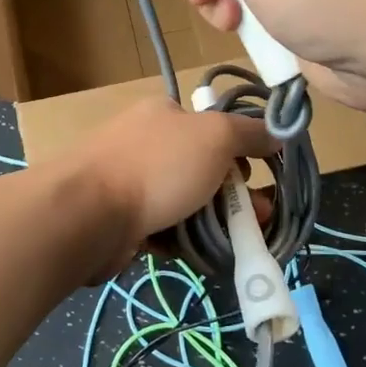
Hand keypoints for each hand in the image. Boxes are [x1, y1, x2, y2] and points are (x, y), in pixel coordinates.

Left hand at [66, 96, 271, 261]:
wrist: (87, 214)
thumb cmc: (157, 167)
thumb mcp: (215, 137)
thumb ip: (249, 132)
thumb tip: (278, 130)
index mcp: (165, 113)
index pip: (214, 127)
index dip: (241, 152)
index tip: (259, 179)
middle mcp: (146, 141)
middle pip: (202, 168)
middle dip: (231, 195)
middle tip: (255, 220)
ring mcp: (130, 180)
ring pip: (184, 201)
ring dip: (210, 221)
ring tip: (231, 243)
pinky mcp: (120, 217)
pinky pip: (162, 227)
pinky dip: (180, 239)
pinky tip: (194, 253)